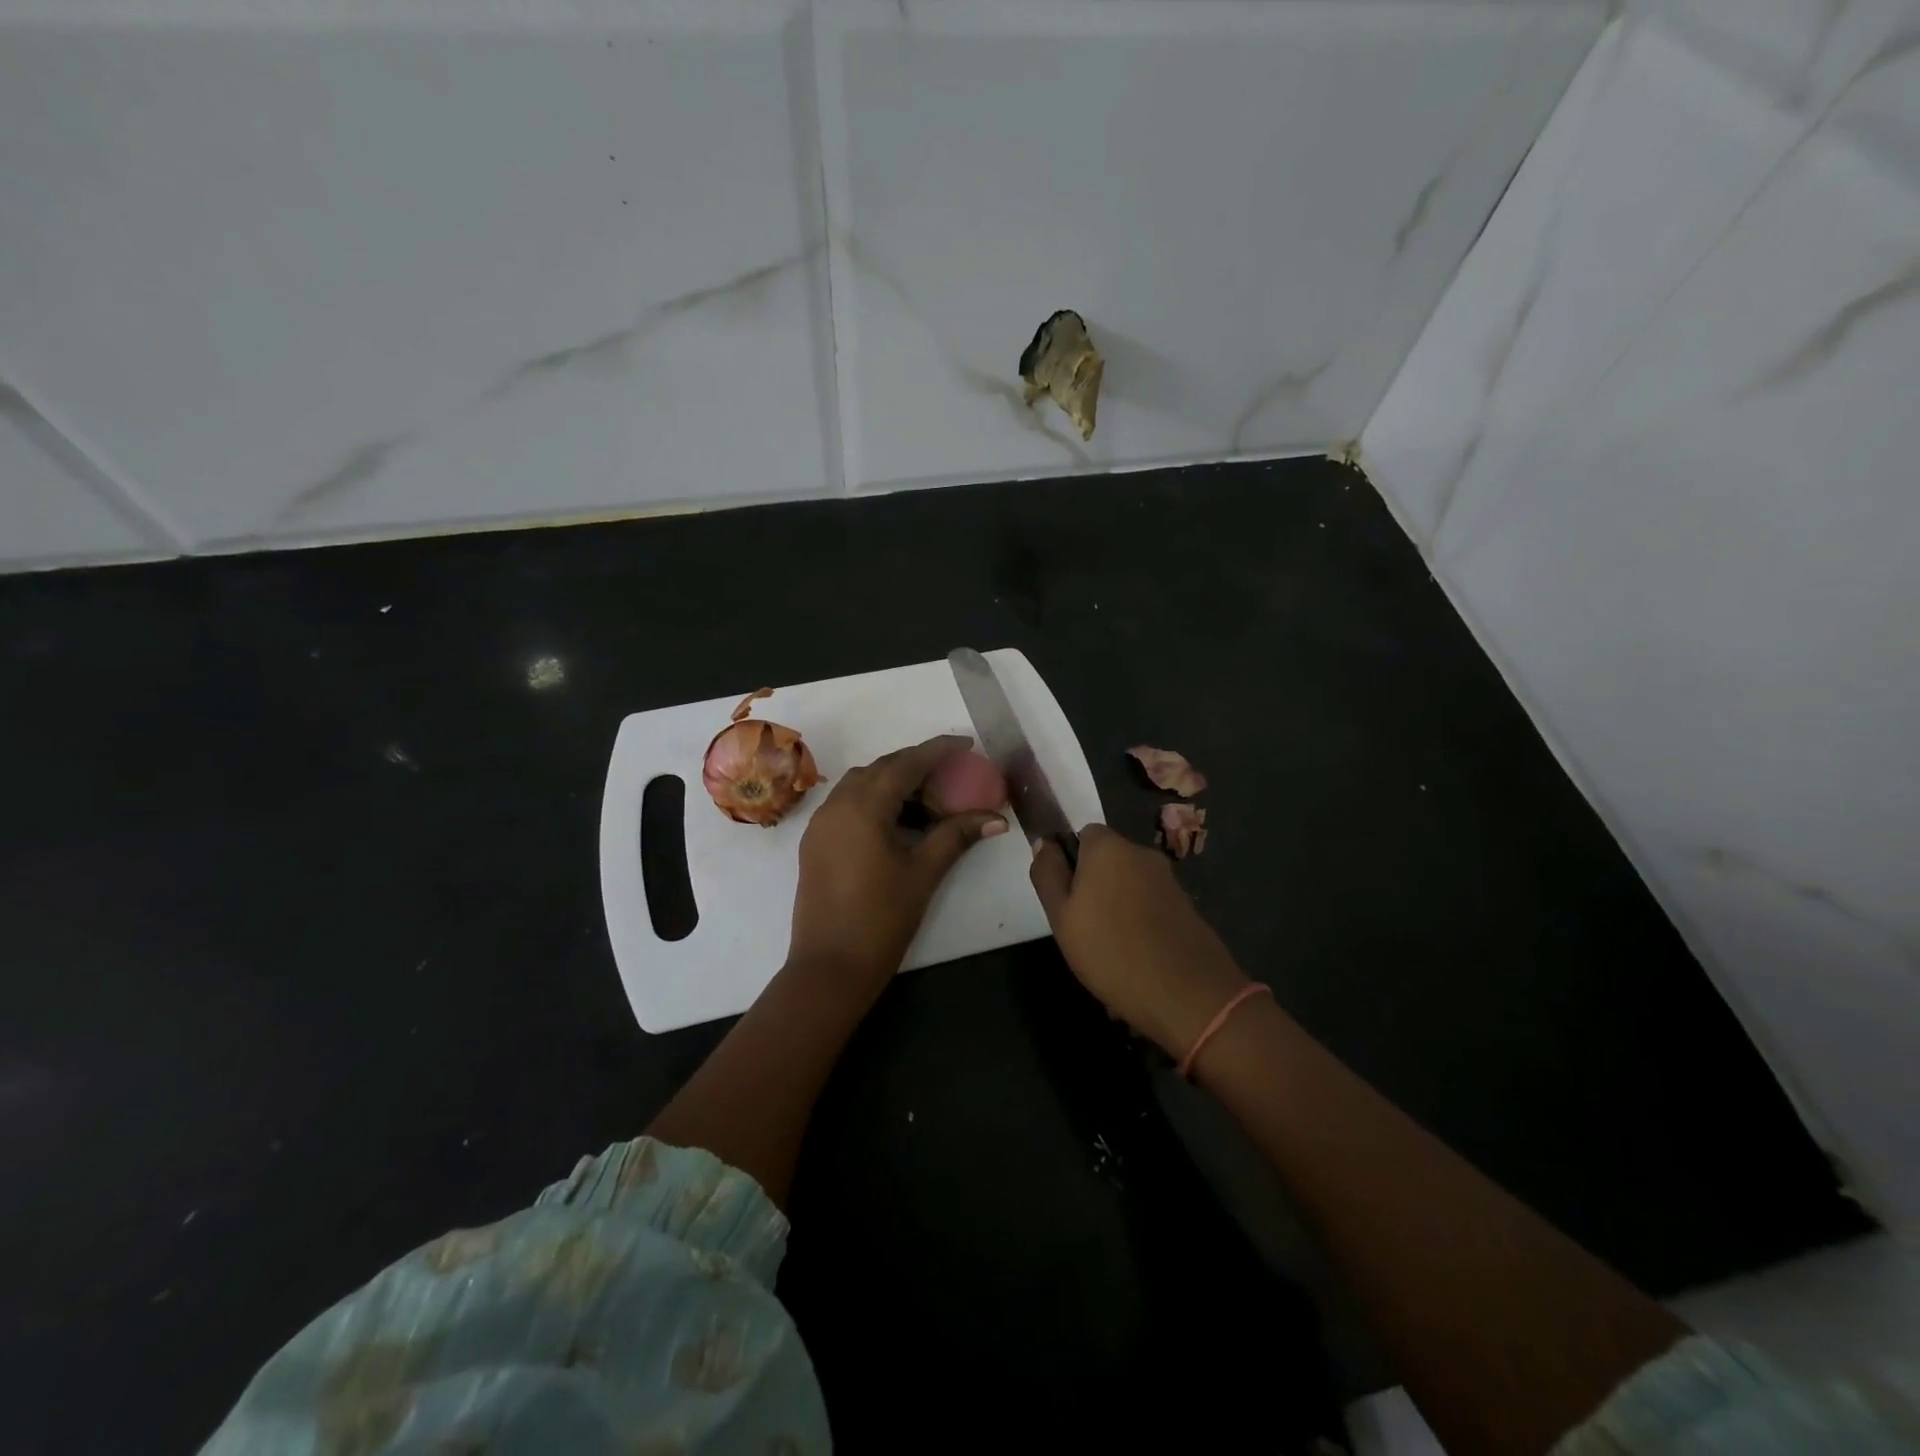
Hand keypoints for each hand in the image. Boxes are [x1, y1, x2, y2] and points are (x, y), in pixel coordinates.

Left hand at [788, 736, 1006, 1002]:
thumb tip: (996, 818)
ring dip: (894, 783)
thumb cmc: (881, 920)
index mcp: (863, 807)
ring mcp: (821, 824)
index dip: (937, 750)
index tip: (965, 743)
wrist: (829, 968)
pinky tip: (899, 823)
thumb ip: (956, 837)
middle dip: (916, 765)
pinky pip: (847, 804)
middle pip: (881, 769)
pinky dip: (875, 801)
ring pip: (861, 785)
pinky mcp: (816, 843)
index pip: (906, 764)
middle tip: (951, 775)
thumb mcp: (923, 873)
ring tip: (929, 802)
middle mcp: (837, 805)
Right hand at [1030, 824, 1249, 1057]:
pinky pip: (1150, 907)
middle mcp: (1142, 854)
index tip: (1065, 899)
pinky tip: (1135, 959)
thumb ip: (1048, 873)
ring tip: (1108, 951)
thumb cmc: (1110, 950)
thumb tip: (1045, 842)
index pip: (1083, 835)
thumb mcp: (1061, 915)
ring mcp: (1169, 881)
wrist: (1187, 994)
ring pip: (1129, 886)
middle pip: (1108, 861)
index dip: (1070, 863)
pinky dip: (1140, 924)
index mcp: (1109, 847)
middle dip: (1094, 887)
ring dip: (1116, 908)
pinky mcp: (1187, 908)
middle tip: (1082, 929)